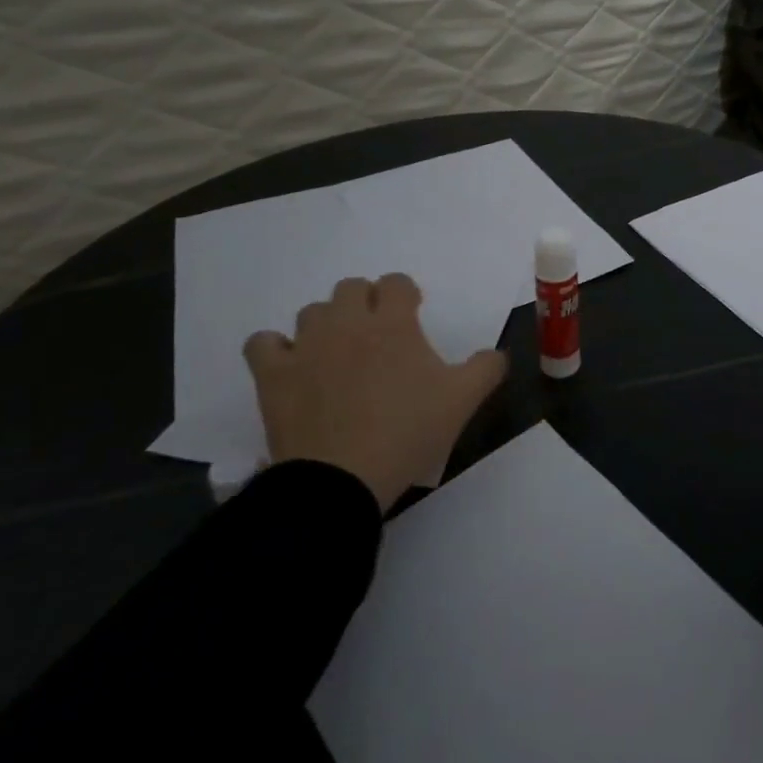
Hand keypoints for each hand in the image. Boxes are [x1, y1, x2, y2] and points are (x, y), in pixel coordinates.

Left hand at [244, 274, 506, 510]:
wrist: (342, 479)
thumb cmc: (408, 432)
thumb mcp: (463, 400)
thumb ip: (488, 367)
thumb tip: (498, 353)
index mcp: (394, 323)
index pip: (396, 283)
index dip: (405, 294)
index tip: (412, 315)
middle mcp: (348, 322)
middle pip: (351, 287)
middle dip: (366, 302)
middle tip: (378, 334)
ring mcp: (306, 346)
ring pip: (312, 311)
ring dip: (327, 323)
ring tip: (338, 352)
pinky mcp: (273, 375)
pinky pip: (264, 343)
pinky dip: (276, 349)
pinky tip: (292, 366)